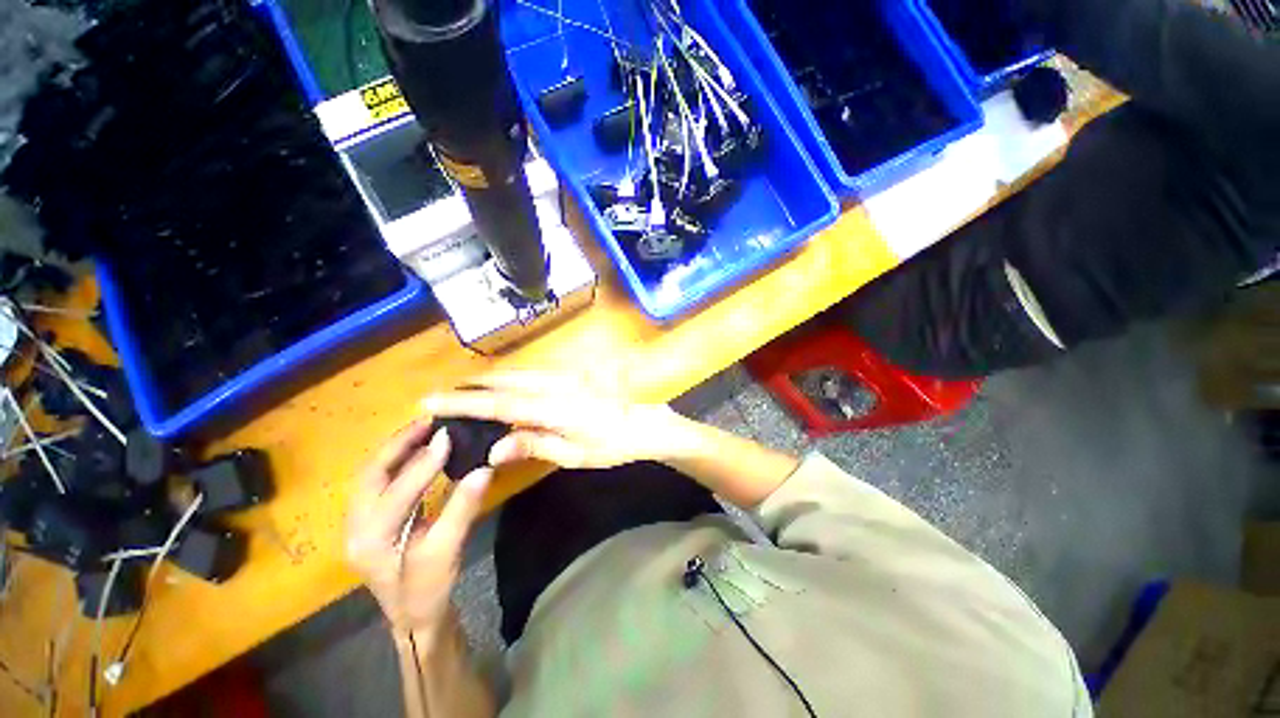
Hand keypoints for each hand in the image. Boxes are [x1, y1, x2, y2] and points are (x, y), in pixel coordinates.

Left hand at [345, 420, 491, 637]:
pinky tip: (416, 451)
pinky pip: (377, 482)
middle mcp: (354, 528)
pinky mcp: (367, 520)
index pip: (395, 493)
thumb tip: (484, 468)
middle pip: (369, 476)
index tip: (447, 434)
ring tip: (423, 430)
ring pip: (369, 476)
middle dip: (398, 445)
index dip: (422, 463)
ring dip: (395, 449)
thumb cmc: (429, 589)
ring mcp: (356, 524)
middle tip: (429, 422)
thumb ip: (462, 508)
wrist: (412, 616)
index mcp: (371, 541)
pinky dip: (396, 461)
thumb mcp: (447, 552)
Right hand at [421, 372, 690, 469]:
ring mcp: (565, 375)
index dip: (463, 403)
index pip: (498, 404)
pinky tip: (503, 388)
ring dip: (489, 380)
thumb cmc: (612, 444)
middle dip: (471, 386)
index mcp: (552, 408)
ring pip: (518, 373)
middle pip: (504, 381)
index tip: (430, 401)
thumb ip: (533, 445)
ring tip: (465, 391)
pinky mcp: (571, 373)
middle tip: (442, 396)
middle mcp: (554, 384)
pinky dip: (510, 379)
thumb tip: (492, 449)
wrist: (644, 422)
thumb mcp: (574, 454)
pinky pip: (532, 373)